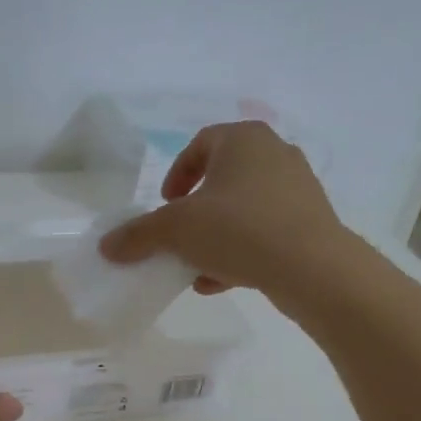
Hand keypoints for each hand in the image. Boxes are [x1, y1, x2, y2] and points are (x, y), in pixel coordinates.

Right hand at [99, 121, 346, 306]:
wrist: (314, 269)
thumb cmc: (239, 229)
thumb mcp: (176, 230)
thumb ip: (138, 235)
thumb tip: (106, 246)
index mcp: (243, 140)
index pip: (200, 144)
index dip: (176, 174)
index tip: (164, 204)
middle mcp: (275, 154)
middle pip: (222, 179)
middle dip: (195, 210)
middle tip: (179, 233)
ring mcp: (298, 189)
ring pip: (243, 209)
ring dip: (215, 235)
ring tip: (195, 265)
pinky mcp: (312, 222)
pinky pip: (265, 231)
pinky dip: (241, 250)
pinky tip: (220, 281)